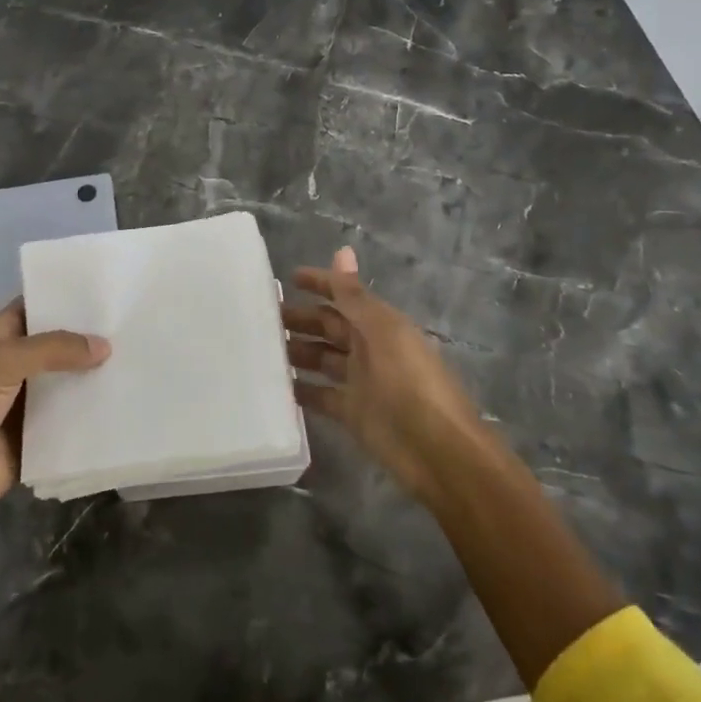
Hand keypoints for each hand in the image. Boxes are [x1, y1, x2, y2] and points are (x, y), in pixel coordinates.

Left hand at [0, 301, 108, 637]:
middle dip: (87, 336)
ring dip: (94, 373)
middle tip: (132, 321)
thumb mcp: (4, 362)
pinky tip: (127, 397)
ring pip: (68, 380)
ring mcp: (28, 401)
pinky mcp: (41, 434)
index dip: (63, 297)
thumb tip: (105, 346)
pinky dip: (93, 409)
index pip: (34, 307)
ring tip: (140, 355)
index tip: (105, 288)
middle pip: (57, 344)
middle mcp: (15, 365)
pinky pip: (72, 416)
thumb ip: (53, 349)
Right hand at [283, 247, 486, 502]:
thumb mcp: (382, 333)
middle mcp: (370, 348)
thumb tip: (342, 250)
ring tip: (262, 348)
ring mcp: (361, 382)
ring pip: (322, 359)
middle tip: (263, 317)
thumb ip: (355, 296)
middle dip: (301, 319)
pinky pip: (321, 395)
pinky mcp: (353, 414)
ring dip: (297, 351)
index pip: (345, 295)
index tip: (288, 278)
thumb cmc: (410, 383)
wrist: (438, 451)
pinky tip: (275, 385)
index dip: (321, 284)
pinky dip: (302, 389)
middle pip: (330, 326)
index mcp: (380, 324)